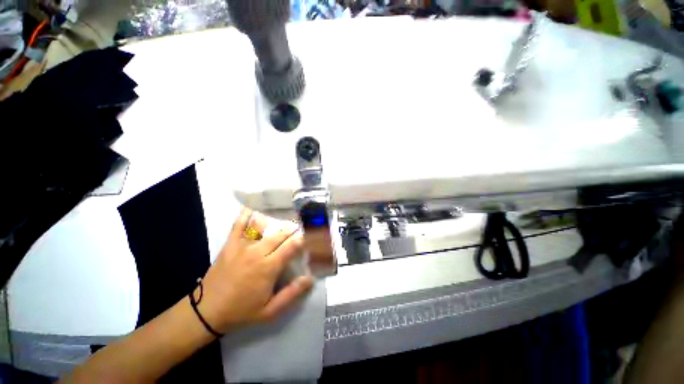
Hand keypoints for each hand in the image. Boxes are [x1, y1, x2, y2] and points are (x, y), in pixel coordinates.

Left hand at [196, 207, 313, 333]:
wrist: (206, 312)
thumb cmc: (241, 311)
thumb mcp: (269, 311)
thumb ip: (291, 294)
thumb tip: (310, 279)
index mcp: (268, 267)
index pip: (292, 246)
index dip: (304, 239)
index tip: (312, 235)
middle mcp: (257, 252)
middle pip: (281, 234)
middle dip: (294, 229)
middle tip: (302, 226)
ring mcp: (242, 246)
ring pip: (265, 228)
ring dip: (278, 222)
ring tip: (287, 218)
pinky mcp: (230, 244)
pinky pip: (238, 225)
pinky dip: (246, 215)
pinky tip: (253, 206)